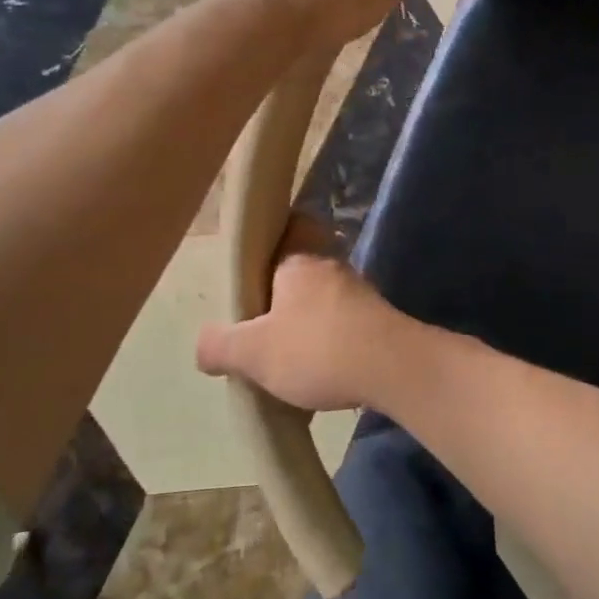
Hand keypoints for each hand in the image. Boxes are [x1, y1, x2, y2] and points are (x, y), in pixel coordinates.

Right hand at [195, 218, 405, 412]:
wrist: (394, 369)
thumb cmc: (317, 348)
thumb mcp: (253, 352)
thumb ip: (221, 346)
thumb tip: (205, 346)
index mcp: (300, 260)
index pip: (293, 225)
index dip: (275, 235)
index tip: (254, 261)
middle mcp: (333, 268)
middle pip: (304, 267)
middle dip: (283, 292)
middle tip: (259, 322)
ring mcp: (361, 295)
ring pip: (325, 299)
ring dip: (307, 321)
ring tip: (285, 355)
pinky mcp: (380, 323)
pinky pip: (345, 325)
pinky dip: (330, 343)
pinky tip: (317, 373)